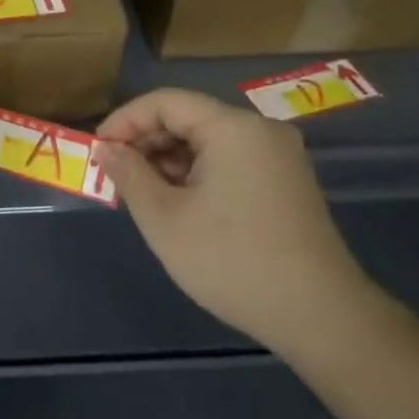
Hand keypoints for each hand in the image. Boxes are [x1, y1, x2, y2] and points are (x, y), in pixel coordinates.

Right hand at [96, 88, 377, 354]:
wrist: (321, 316)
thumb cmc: (232, 261)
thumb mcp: (165, 218)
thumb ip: (129, 174)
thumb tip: (106, 149)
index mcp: (233, 127)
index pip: (165, 102)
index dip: (125, 120)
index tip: (98, 150)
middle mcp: (260, 130)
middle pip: (189, 117)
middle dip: (147, 141)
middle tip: (116, 174)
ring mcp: (279, 155)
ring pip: (209, 140)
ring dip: (170, 159)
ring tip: (143, 192)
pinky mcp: (287, 181)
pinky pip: (231, 159)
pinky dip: (198, 172)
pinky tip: (180, 202)